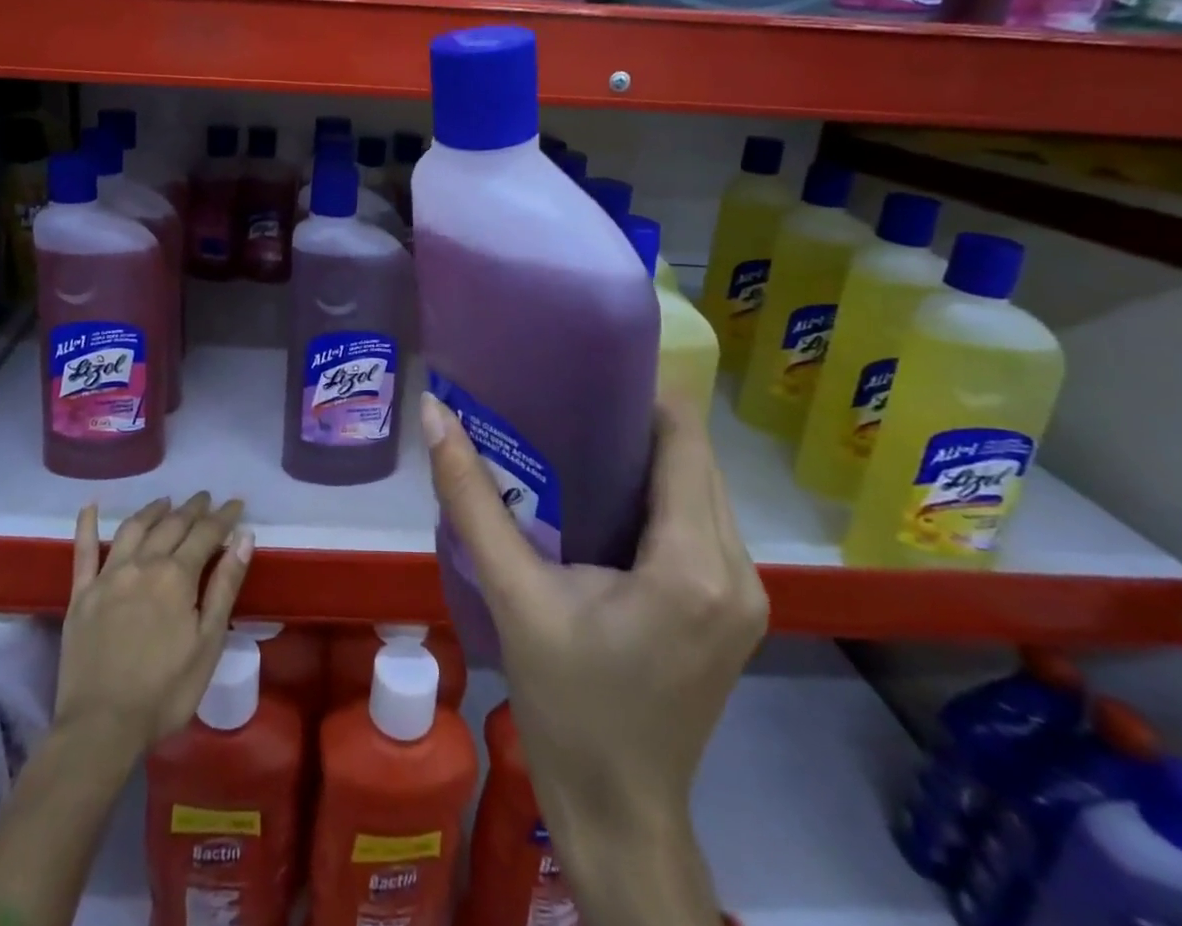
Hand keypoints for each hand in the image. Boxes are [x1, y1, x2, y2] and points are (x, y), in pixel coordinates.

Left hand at [55, 494, 254, 762]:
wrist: (101, 728)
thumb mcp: (208, 642)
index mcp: (177, 576)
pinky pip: (83, 552)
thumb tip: (244, 536)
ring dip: (152, 511)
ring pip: (133, 529)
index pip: (206, 534)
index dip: (223, 516)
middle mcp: (143, 564)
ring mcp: (108, 577)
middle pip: (171, 525)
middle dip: (192, 509)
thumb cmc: (165, 691)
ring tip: (165, 502)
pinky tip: (91, 507)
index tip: (236, 503)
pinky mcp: (81, 595)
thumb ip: (225, 585)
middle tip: (205, 498)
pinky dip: (86, 526)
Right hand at [423, 389, 765, 867]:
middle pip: (697, 459)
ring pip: (703, 488)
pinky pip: (703, 522)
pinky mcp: (736, 609)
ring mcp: (746, 593)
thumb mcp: (515, 596)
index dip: (643, 392)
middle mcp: (736, 570)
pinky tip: (608, 492)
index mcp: (691, 564)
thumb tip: (434, 415)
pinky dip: (662, 494)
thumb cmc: (567, 705)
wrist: (619, 813)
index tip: (586, 367)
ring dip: (652, 456)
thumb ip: (472, 500)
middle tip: (570, 394)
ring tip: (582, 432)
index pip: (685, 440)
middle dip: (640, 420)